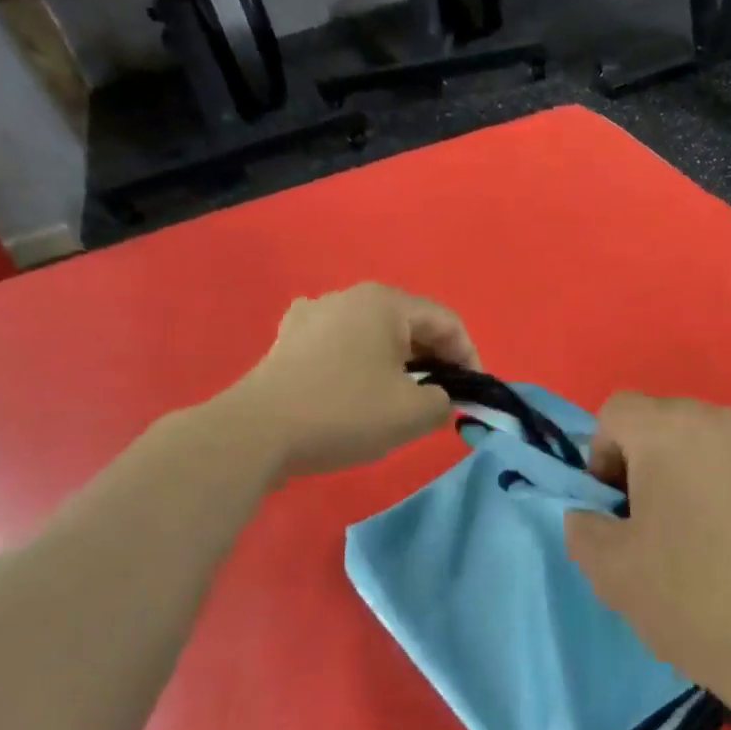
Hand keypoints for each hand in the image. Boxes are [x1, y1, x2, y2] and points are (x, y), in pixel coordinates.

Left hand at [228, 284, 479, 479]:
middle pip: (410, 324)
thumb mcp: (413, 413)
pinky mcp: (289, 339)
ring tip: (402, 397)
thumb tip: (439, 398)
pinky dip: (361, 364)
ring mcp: (313, 314)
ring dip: (398, 363)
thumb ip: (444, 401)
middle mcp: (350, 296)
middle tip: (443, 398)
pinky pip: (341, 345)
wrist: (256, 433)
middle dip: (434, 360)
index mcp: (385, 302)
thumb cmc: (345, 413)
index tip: (473, 393)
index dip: (469, 357)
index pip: (446, 322)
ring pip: (374, 335)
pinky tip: (356, 388)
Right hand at [564, 395, 730, 728]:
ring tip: (715, 532)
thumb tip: (593, 512)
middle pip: (671, 421)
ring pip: (720, 441)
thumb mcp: (607, 569)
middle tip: (660, 521)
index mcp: (669, 431)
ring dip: (703, 471)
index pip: (618, 411)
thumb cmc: (691, 601)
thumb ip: (582, 524)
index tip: (617, 506)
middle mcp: (726, 420)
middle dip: (654, 461)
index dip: (604, 455)